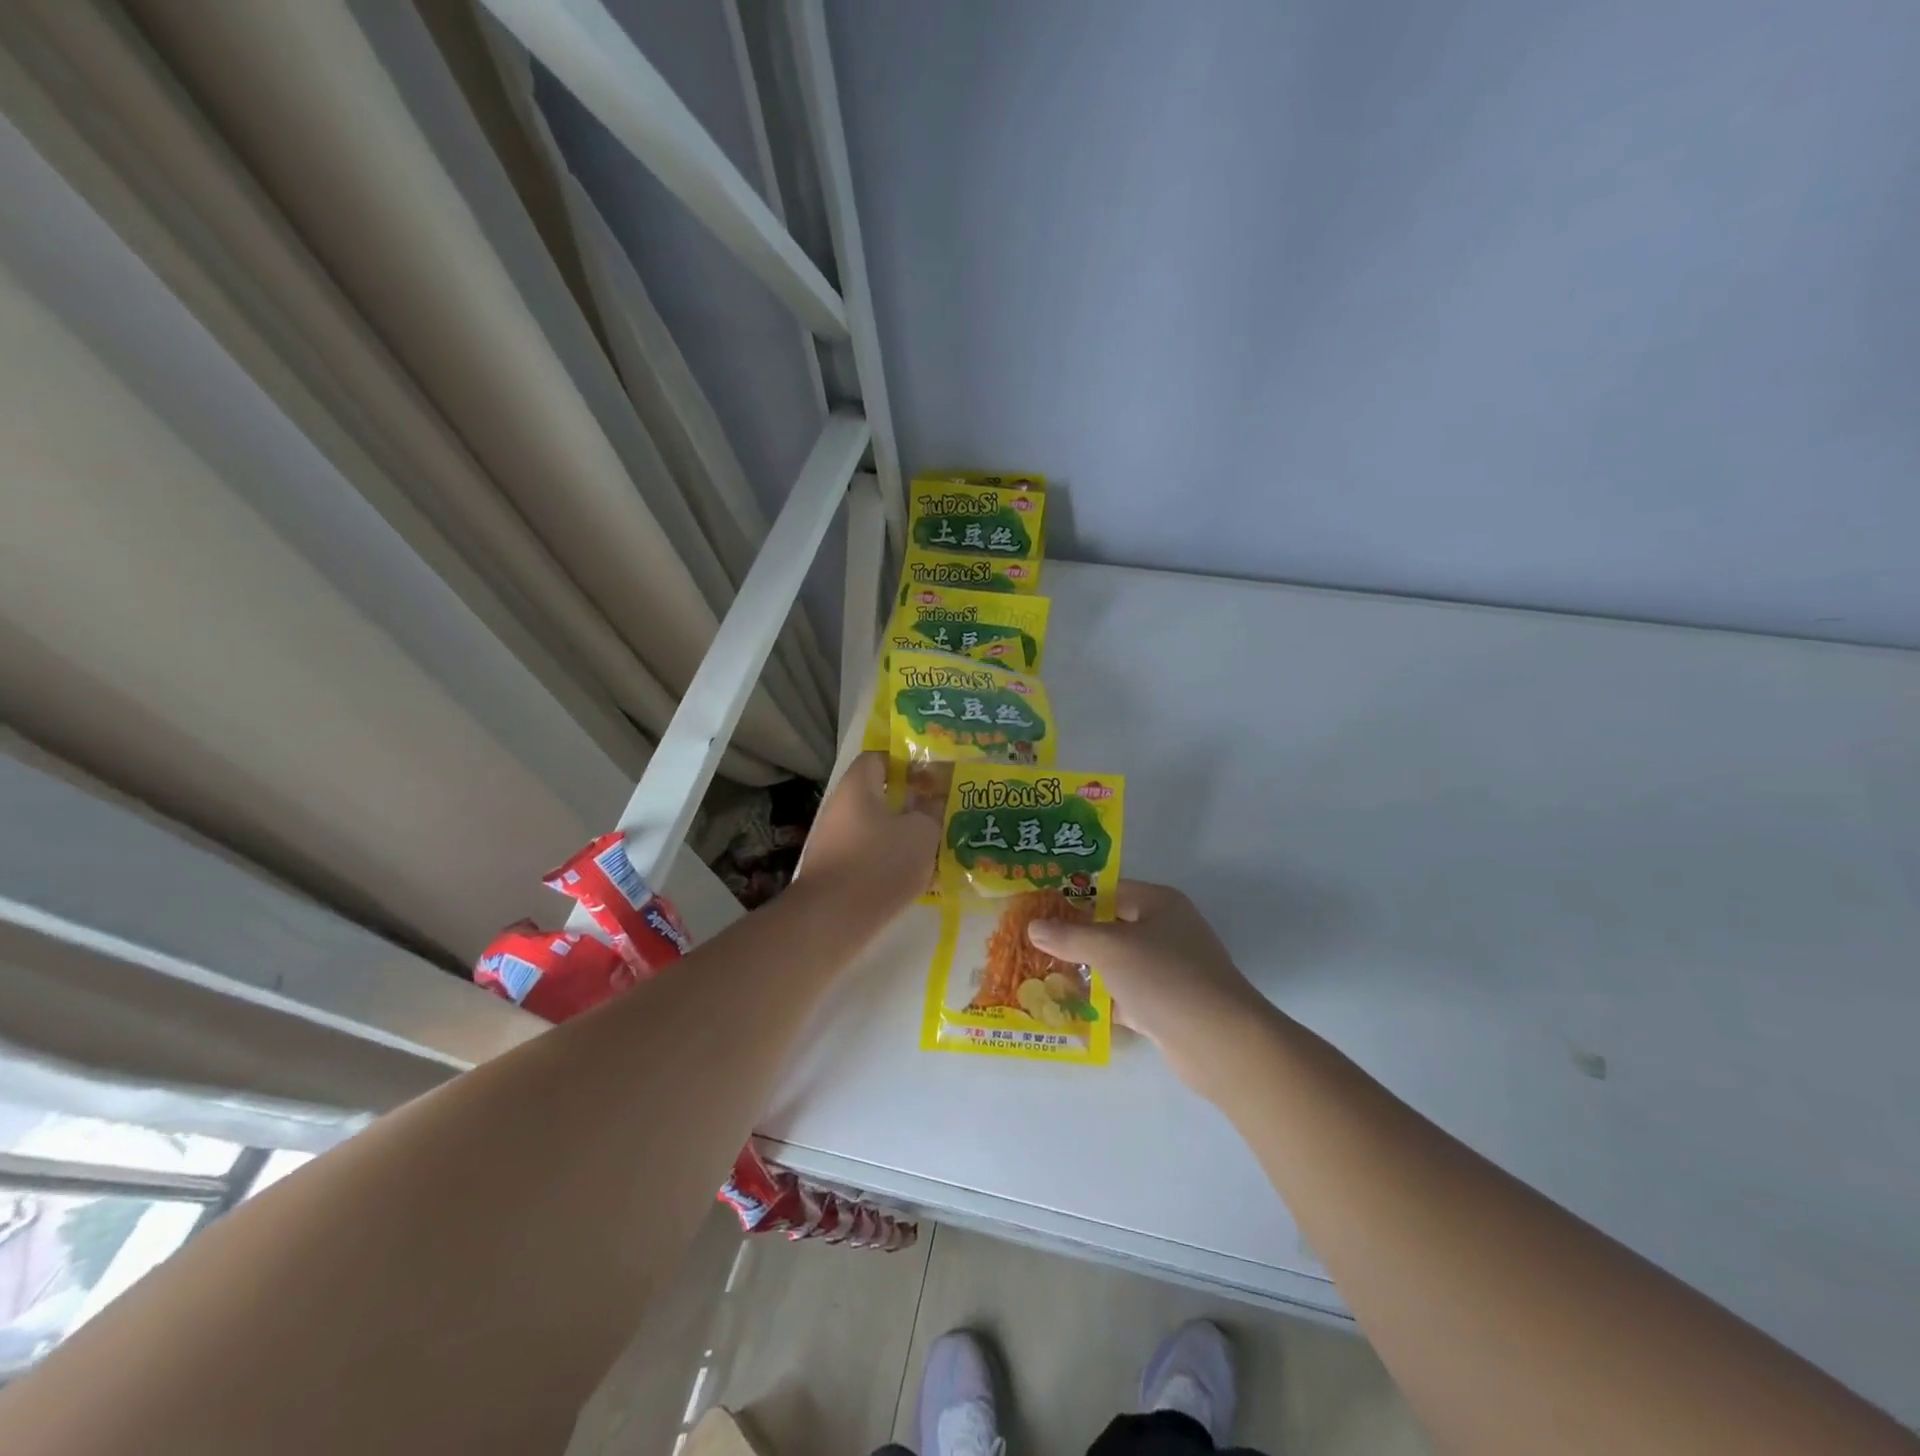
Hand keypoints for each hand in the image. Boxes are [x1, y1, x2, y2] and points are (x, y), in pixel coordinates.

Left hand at [798, 753, 938, 911]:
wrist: (831, 921)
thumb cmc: (879, 865)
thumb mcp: (921, 834)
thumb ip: (932, 811)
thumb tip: (932, 800)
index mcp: (858, 786)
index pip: (879, 758)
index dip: (906, 763)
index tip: (932, 780)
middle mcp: (840, 807)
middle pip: (878, 795)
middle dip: (910, 804)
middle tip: (940, 814)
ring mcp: (833, 840)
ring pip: (875, 828)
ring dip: (902, 836)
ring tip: (933, 848)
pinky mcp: (834, 870)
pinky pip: (867, 855)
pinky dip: (889, 860)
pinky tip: (912, 878)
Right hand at [1025, 880, 1270, 1089]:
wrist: (1218, 1042)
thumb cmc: (1164, 977)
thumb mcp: (1109, 948)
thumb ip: (1069, 936)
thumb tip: (1034, 926)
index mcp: (1160, 903)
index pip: (1110, 890)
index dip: (1075, 897)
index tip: (1038, 908)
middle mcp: (1166, 931)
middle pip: (1111, 928)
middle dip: (1075, 938)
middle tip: (1033, 943)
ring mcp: (1169, 971)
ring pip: (1117, 965)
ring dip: (1086, 972)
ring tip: (1041, 975)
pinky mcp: (1166, 1006)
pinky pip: (1125, 996)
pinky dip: (1102, 1002)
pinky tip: (1068, 1008)